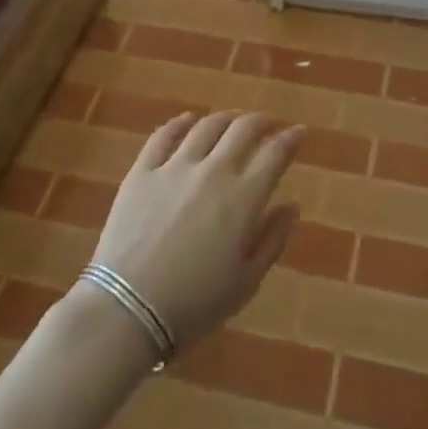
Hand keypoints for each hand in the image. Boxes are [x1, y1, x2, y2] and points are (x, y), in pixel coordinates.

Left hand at [90, 111, 303, 351]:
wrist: (128, 310)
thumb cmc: (194, 304)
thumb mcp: (246, 282)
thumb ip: (272, 239)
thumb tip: (291, 206)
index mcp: (243, 198)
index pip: (275, 154)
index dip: (291, 138)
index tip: (299, 132)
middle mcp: (213, 171)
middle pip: (243, 129)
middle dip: (261, 121)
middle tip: (268, 124)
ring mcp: (174, 167)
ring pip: (206, 126)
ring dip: (226, 118)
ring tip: (233, 120)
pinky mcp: (142, 171)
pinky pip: (164, 135)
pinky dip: (180, 122)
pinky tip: (188, 120)